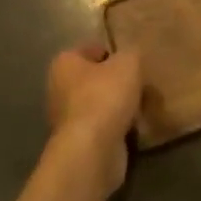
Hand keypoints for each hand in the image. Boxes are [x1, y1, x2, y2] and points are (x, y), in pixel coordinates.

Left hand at [46, 44, 143, 193]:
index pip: (90, 50)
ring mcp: (67, 120)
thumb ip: (130, 54)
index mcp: (64, 64)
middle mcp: (59, 90)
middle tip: (139, 82)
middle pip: (93, 79)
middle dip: (115, 82)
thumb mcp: (128, 62)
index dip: (112, 53)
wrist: (93, 151)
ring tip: (141, 104)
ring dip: (117, 106)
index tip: (132, 62)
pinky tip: (135, 126)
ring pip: (99, 105)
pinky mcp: (78, 144)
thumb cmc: (105, 96)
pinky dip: (117, 127)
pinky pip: (102, 128)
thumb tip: (129, 58)